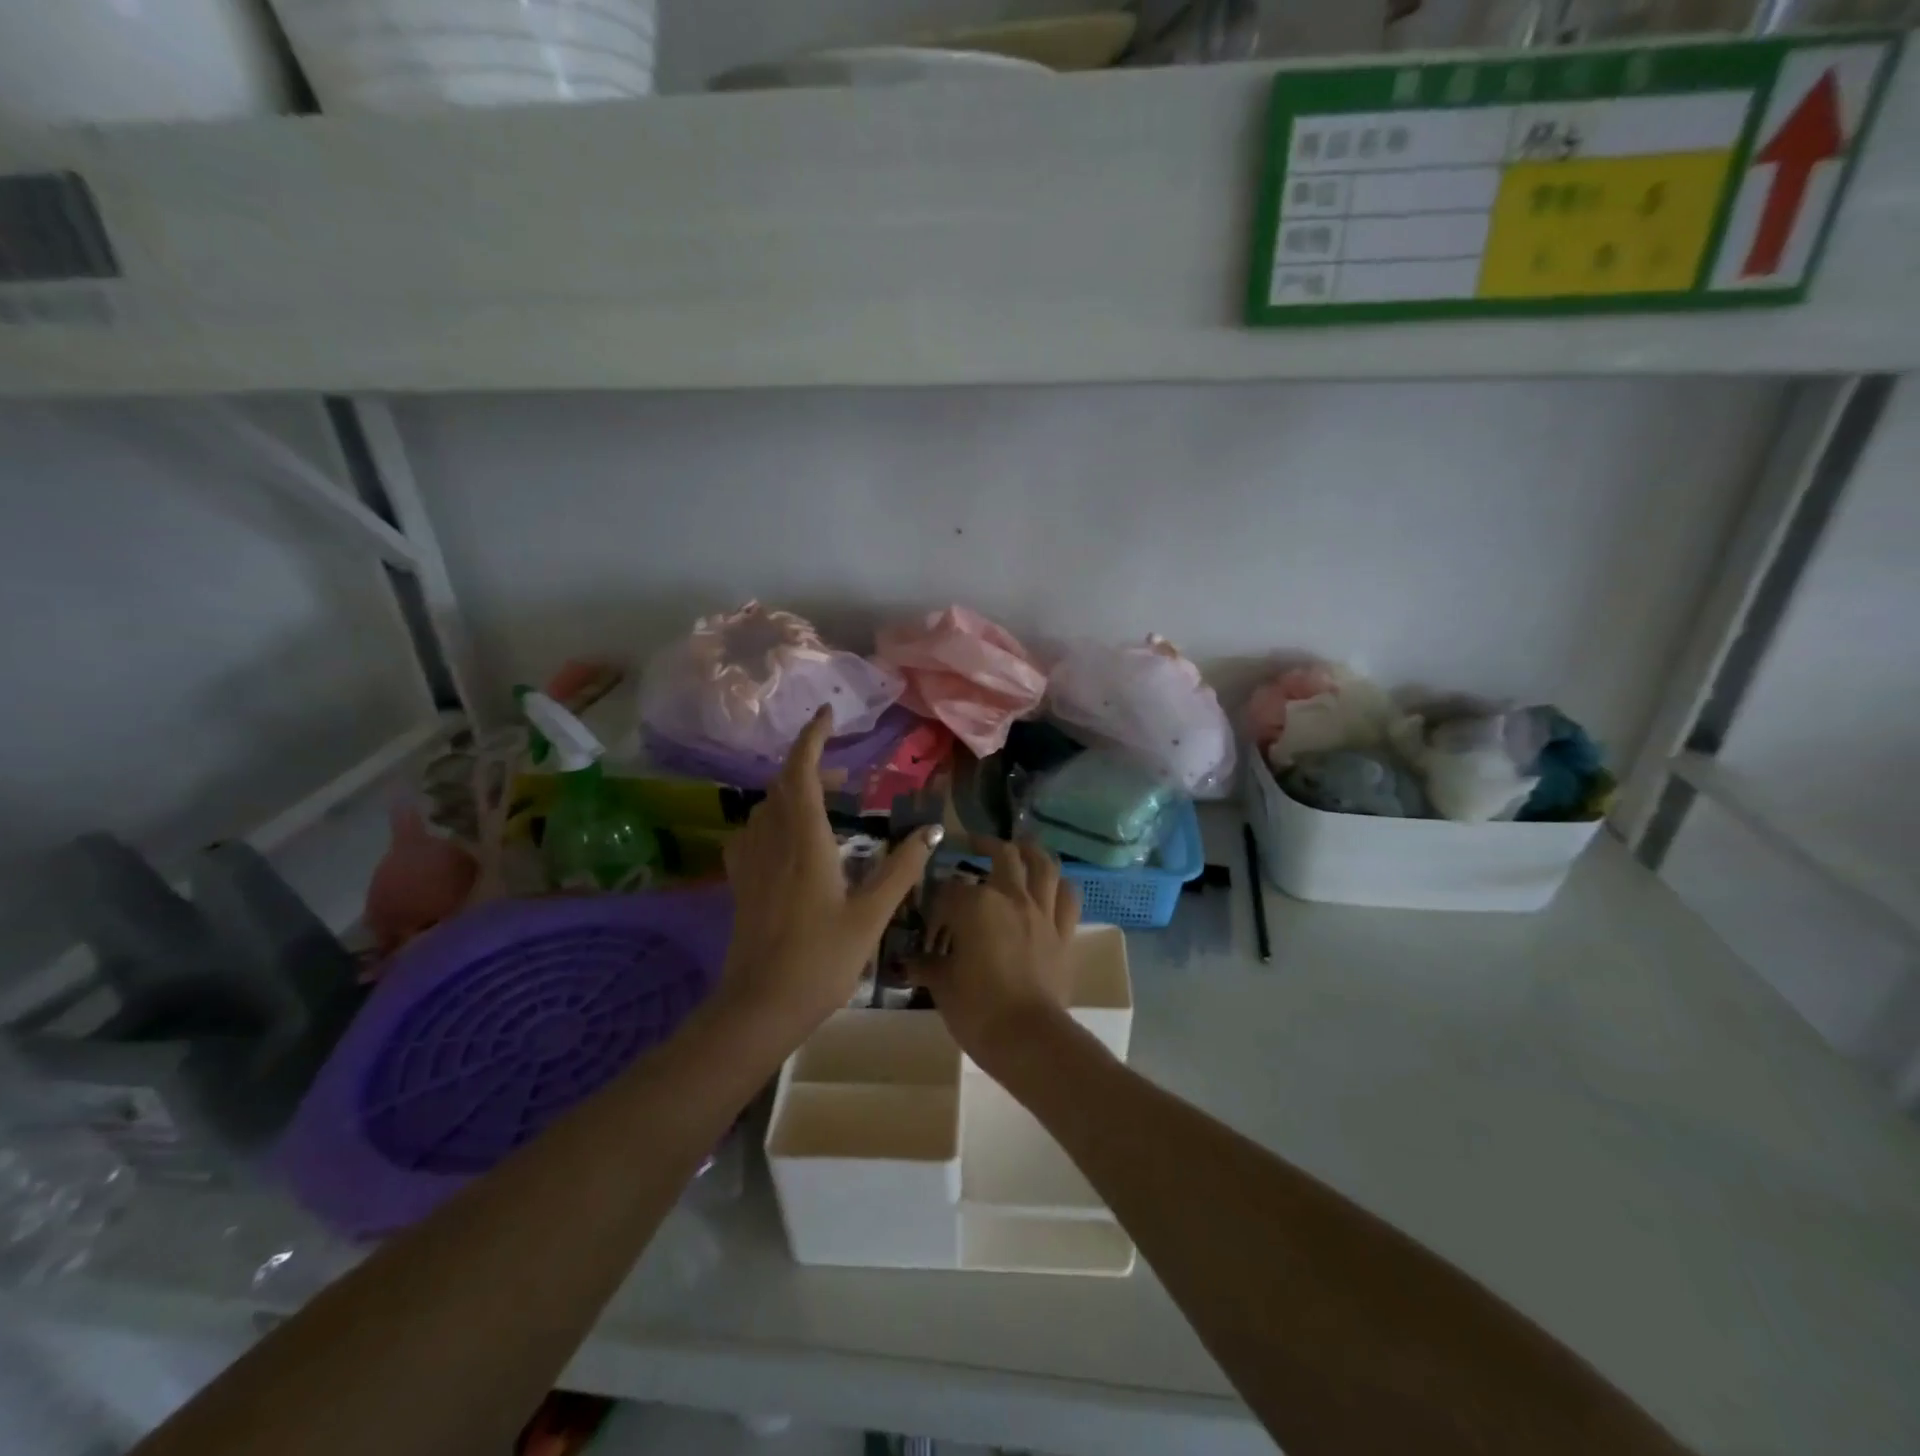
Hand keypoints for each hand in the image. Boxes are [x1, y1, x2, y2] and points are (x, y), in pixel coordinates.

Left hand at [720, 708, 942, 1037]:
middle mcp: (772, 841)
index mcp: (805, 841)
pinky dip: (774, 819)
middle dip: (809, 766)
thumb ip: (901, 869)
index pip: (800, 772)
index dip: (811, 737)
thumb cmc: (821, 960)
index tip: (826, 713)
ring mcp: (751, 862)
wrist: (760, 1006)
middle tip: (843, 775)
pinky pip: (754, 833)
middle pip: (782, 785)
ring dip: (792, 792)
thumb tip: (931, 831)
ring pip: (766, 807)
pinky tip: (789, 840)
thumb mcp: (871, 914)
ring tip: (824, 804)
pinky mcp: (741, 883)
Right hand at [914, 838, 1080, 1068]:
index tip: (930, 910)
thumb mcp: (941, 985)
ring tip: (1019, 846)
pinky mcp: (1064, 932)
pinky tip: (1052, 884)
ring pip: (1042, 864)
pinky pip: (1068, 897)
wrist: (1027, 1038)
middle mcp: (1010, 897)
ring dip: (1030, 850)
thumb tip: (908, 961)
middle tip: (972, 844)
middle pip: (1001, 856)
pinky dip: (1060, 885)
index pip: (950, 889)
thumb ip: (926, 965)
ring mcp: (1041, 912)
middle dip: (984, 845)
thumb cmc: (977, 1009)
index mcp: (975, 905)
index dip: (937, 898)